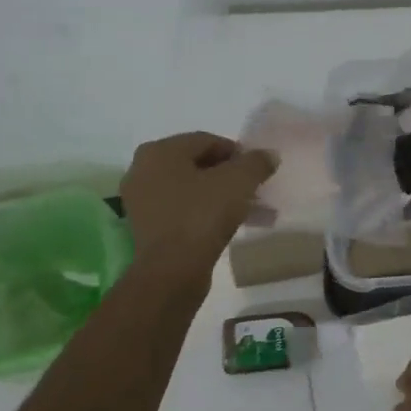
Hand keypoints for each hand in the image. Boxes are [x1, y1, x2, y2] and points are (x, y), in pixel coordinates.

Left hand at [120, 132, 276, 268]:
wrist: (172, 270)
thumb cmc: (202, 215)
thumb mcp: (238, 182)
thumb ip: (256, 163)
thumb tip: (269, 155)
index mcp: (160, 151)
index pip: (206, 141)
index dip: (237, 152)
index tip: (258, 169)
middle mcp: (143, 170)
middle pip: (197, 164)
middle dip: (229, 175)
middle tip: (253, 189)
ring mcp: (141, 200)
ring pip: (190, 189)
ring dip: (220, 195)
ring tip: (248, 209)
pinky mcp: (147, 227)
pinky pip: (182, 209)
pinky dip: (205, 212)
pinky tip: (228, 224)